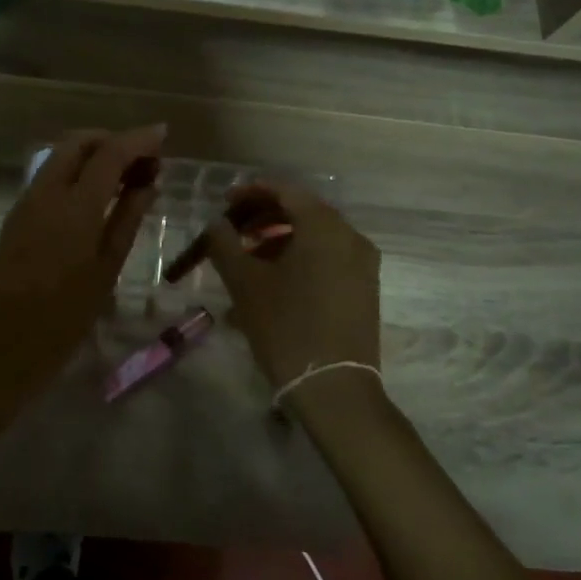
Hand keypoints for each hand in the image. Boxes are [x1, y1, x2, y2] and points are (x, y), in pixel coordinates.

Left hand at [0, 126, 163, 396]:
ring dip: (93, 153)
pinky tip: (96, 194)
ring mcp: (25, 203)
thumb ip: (127, 219)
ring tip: (125, 175)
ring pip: (60, 156)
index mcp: (73, 208)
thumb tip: (148, 182)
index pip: (109, 154)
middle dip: (112, 140)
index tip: (163, 134)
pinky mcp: (15, 216)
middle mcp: (45, 194)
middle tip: (143, 159)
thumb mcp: (106, 271)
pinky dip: (75, 171)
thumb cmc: (63, 320)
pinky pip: (49, 176)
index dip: (138, 139)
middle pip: (78, 143)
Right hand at [203, 179, 379, 390]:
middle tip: (233, 230)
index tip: (225, 201)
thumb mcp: (245, 283)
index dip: (252, 192)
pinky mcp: (364, 289)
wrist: (334, 388)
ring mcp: (363, 264)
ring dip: (280, 240)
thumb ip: (225, 244)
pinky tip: (273, 283)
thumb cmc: (286, 327)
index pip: (285, 191)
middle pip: (302, 212)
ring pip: (315, 238)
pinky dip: (299, 259)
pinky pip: (328, 259)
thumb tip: (216, 224)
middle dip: (264, 217)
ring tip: (248, 260)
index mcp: (324, 227)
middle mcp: (350, 236)